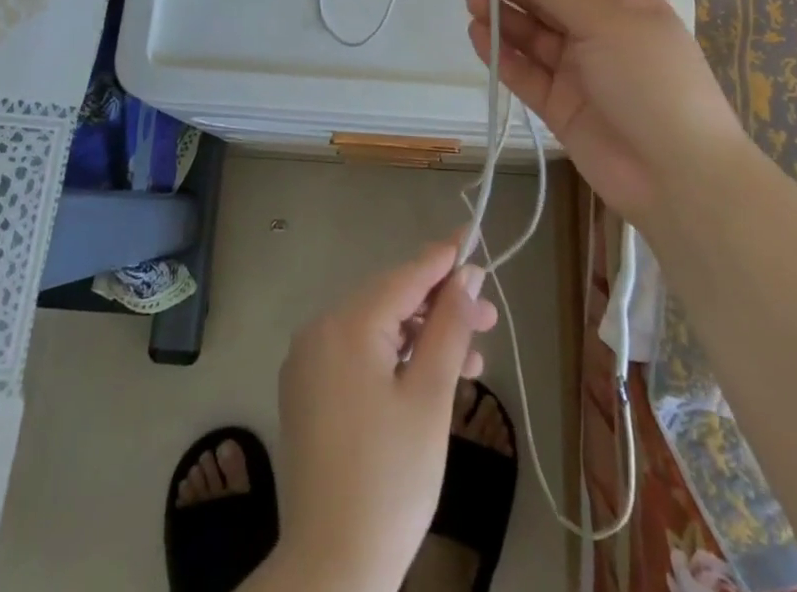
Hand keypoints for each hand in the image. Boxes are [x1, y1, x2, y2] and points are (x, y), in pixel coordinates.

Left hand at [263, 239, 497, 591]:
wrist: (332, 567)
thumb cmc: (391, 479)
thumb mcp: (430, 398)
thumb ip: (448, 327)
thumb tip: (466, 275)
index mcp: (346, 324)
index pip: (403, 276)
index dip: (442, 258)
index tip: (473, 237)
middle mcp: (320, 330)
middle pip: (389, 301)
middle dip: (439, 307)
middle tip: (488, 320)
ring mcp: (308, 361)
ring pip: (375, 330)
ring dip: (421, 338)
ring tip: (469, 361)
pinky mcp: (307, 391)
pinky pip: (357, 354)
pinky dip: (393, 358)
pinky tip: (427, 378)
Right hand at [458, 0, 744, 227]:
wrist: (679, 178)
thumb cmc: (651, 83)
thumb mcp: (606, 22)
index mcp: (620, 1)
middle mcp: (598, 30)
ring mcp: (578, 69)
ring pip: (530, 32)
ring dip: (501, 13)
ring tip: (471, 0)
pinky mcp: (560, 105)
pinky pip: (525, 71)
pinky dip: (501, 53)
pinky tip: (478, 35)